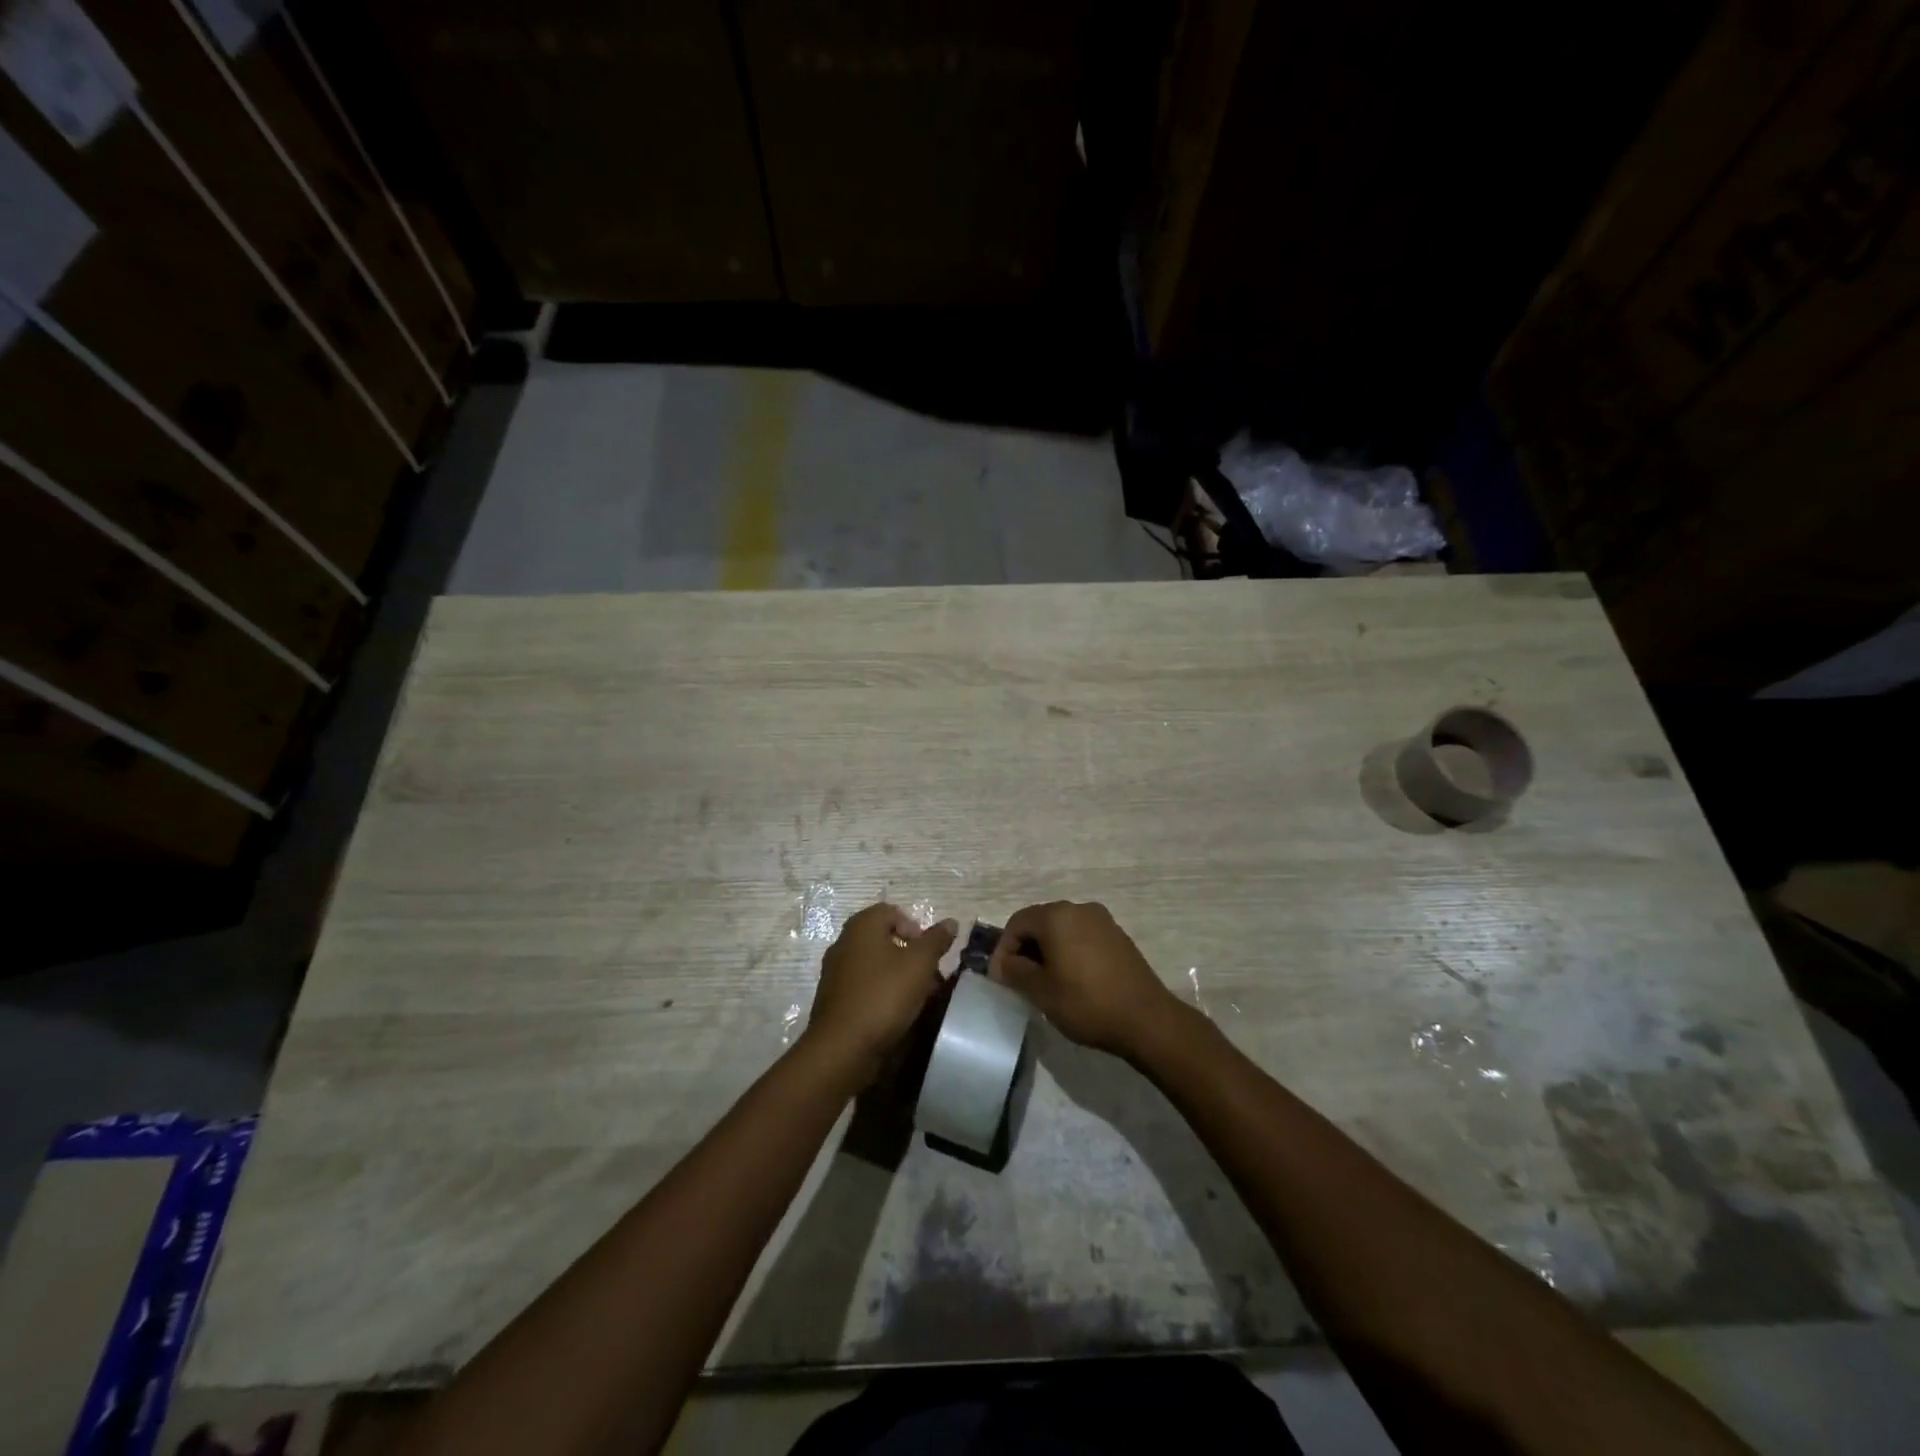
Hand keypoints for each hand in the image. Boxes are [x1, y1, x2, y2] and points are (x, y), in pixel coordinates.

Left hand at [804, 903, 956, 1088]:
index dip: (915, 927)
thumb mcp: (920, 964)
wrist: (843, 1047)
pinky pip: (863, 985)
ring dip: (897, 974)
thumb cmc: (884, 995)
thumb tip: (951, 922)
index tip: (928, 951)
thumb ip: (936, 940)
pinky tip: (895, 1012)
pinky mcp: (833, 998)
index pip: (891, 911)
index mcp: (861, 926)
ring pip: (874, 963)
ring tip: (917, 997)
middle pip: (883, 938)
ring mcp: (835, 971)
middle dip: (909, 953)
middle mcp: (844, 942)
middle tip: (928, 975)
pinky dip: (880, 991)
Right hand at [988, 901, 1181, 1056]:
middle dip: (1025, 949)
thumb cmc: (1086, 1002)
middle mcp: (1080, 909)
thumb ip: (1015, 971)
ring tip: (1044, 982)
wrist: (1146, 1019)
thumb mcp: (1041, 991)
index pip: (1017, 922)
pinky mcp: (1118, 937)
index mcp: (1057, 916)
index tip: (1001, 978)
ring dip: (1047, 951)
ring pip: (1062, 930)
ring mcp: (1103, 921)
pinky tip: (1072, 980)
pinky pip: (1083, 937)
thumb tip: (1004, 963)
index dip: (1003, 949)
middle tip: (1019, 980)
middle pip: (1040, 922)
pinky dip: (1069, 953)